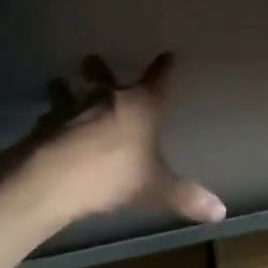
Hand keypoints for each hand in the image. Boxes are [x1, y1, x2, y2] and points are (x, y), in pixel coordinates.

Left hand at [9, 54, 225, 229]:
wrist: (55, 177)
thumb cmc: (113, 174)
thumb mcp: (154, 188)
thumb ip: (185, 197)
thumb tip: (221, 212)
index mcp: (141, 106)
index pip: (158, 79)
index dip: (164, 67)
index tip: (168, 55)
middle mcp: (108, 98)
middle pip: (104, 76)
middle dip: (100, 70)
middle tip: (94, 61)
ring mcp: (73, 108)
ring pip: (70, 91)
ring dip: (66, 88)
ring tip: (60, 83)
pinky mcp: (47, 124)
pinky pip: (50, 116)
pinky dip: (51, 118)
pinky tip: (46, 123)